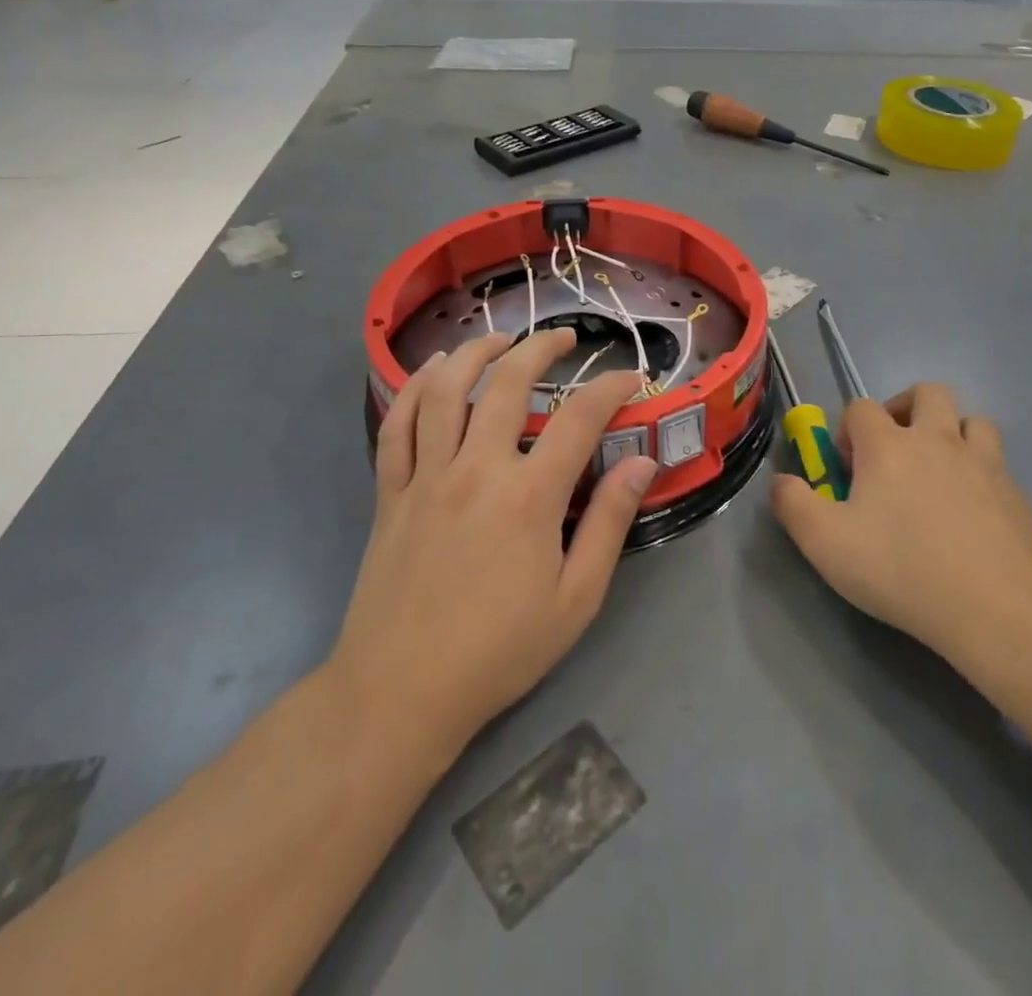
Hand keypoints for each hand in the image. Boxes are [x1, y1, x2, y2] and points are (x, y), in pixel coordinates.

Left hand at [328, 329, 656, 761]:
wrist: (399, 692)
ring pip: (445, 390)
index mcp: (528, 497)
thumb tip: (640, 464)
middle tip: (564, 339)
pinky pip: (397, 425)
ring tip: (499, 340)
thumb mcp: (576, 599)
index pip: (580, 418)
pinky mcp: (390, 492)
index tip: (630, 378)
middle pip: (507, 384)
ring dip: (475, 353)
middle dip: (540, 348)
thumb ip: (609, 523)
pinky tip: (433, 373)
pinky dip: (414, 389)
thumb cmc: (498, 650)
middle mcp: (476, 470)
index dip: (611, 388)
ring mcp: (426, 477)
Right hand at [771, 384, 1031, 669]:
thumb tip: (779, 482)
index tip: (847, 470)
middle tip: (895, 450)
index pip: (861, 408)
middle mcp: (938, 439)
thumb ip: (793, 505)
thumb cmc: (901, 570)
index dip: (848, 431)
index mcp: (889, 445)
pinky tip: (973, 515)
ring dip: (952, 433)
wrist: (996, 608)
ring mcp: (985, 463)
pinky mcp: (1017, 494)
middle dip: (905, 409)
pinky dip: (981, 475)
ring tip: (939, 472)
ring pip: (972, 421)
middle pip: (927, 392)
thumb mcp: (825, 544)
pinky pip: (998, 465)